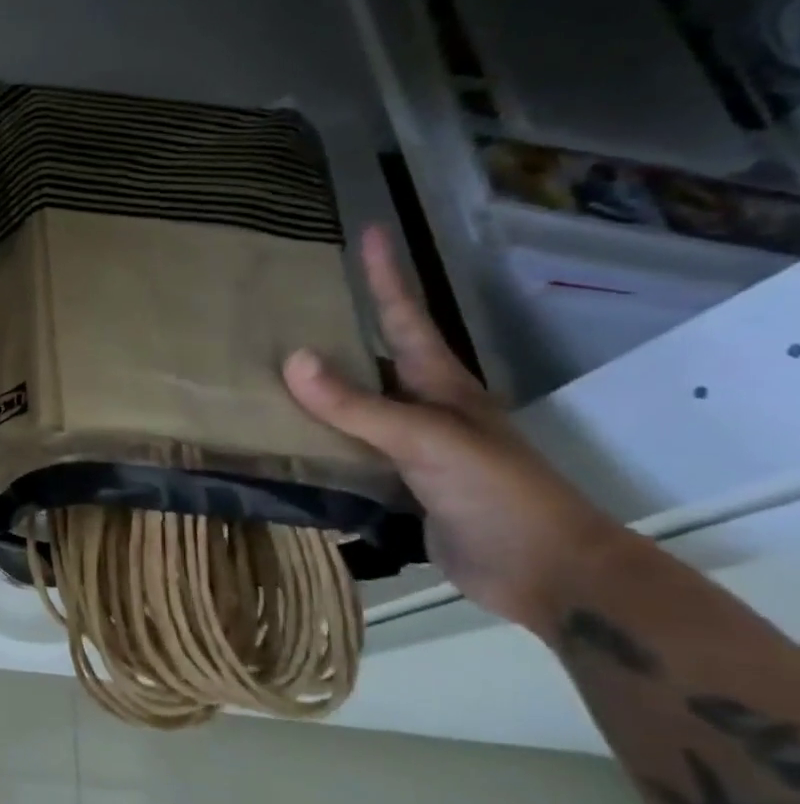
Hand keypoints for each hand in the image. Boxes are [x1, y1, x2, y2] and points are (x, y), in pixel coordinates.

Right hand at [282, 225, 632, 631]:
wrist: (542, 573)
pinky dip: (311, 441)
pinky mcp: (393, 485)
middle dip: (332, 332)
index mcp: (438, 384)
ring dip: (312, 392)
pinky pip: (342, 452)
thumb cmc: (496, 491)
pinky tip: (277, 439)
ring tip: (260, 371)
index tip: (369, 229)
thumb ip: (356, 404)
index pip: (405, 316)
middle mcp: (420, 408)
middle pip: (369, 359)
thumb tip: (292, 359)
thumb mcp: (426, 439)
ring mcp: (407, 448)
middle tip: (281, 309)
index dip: (386, 274)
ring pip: (350, 408)